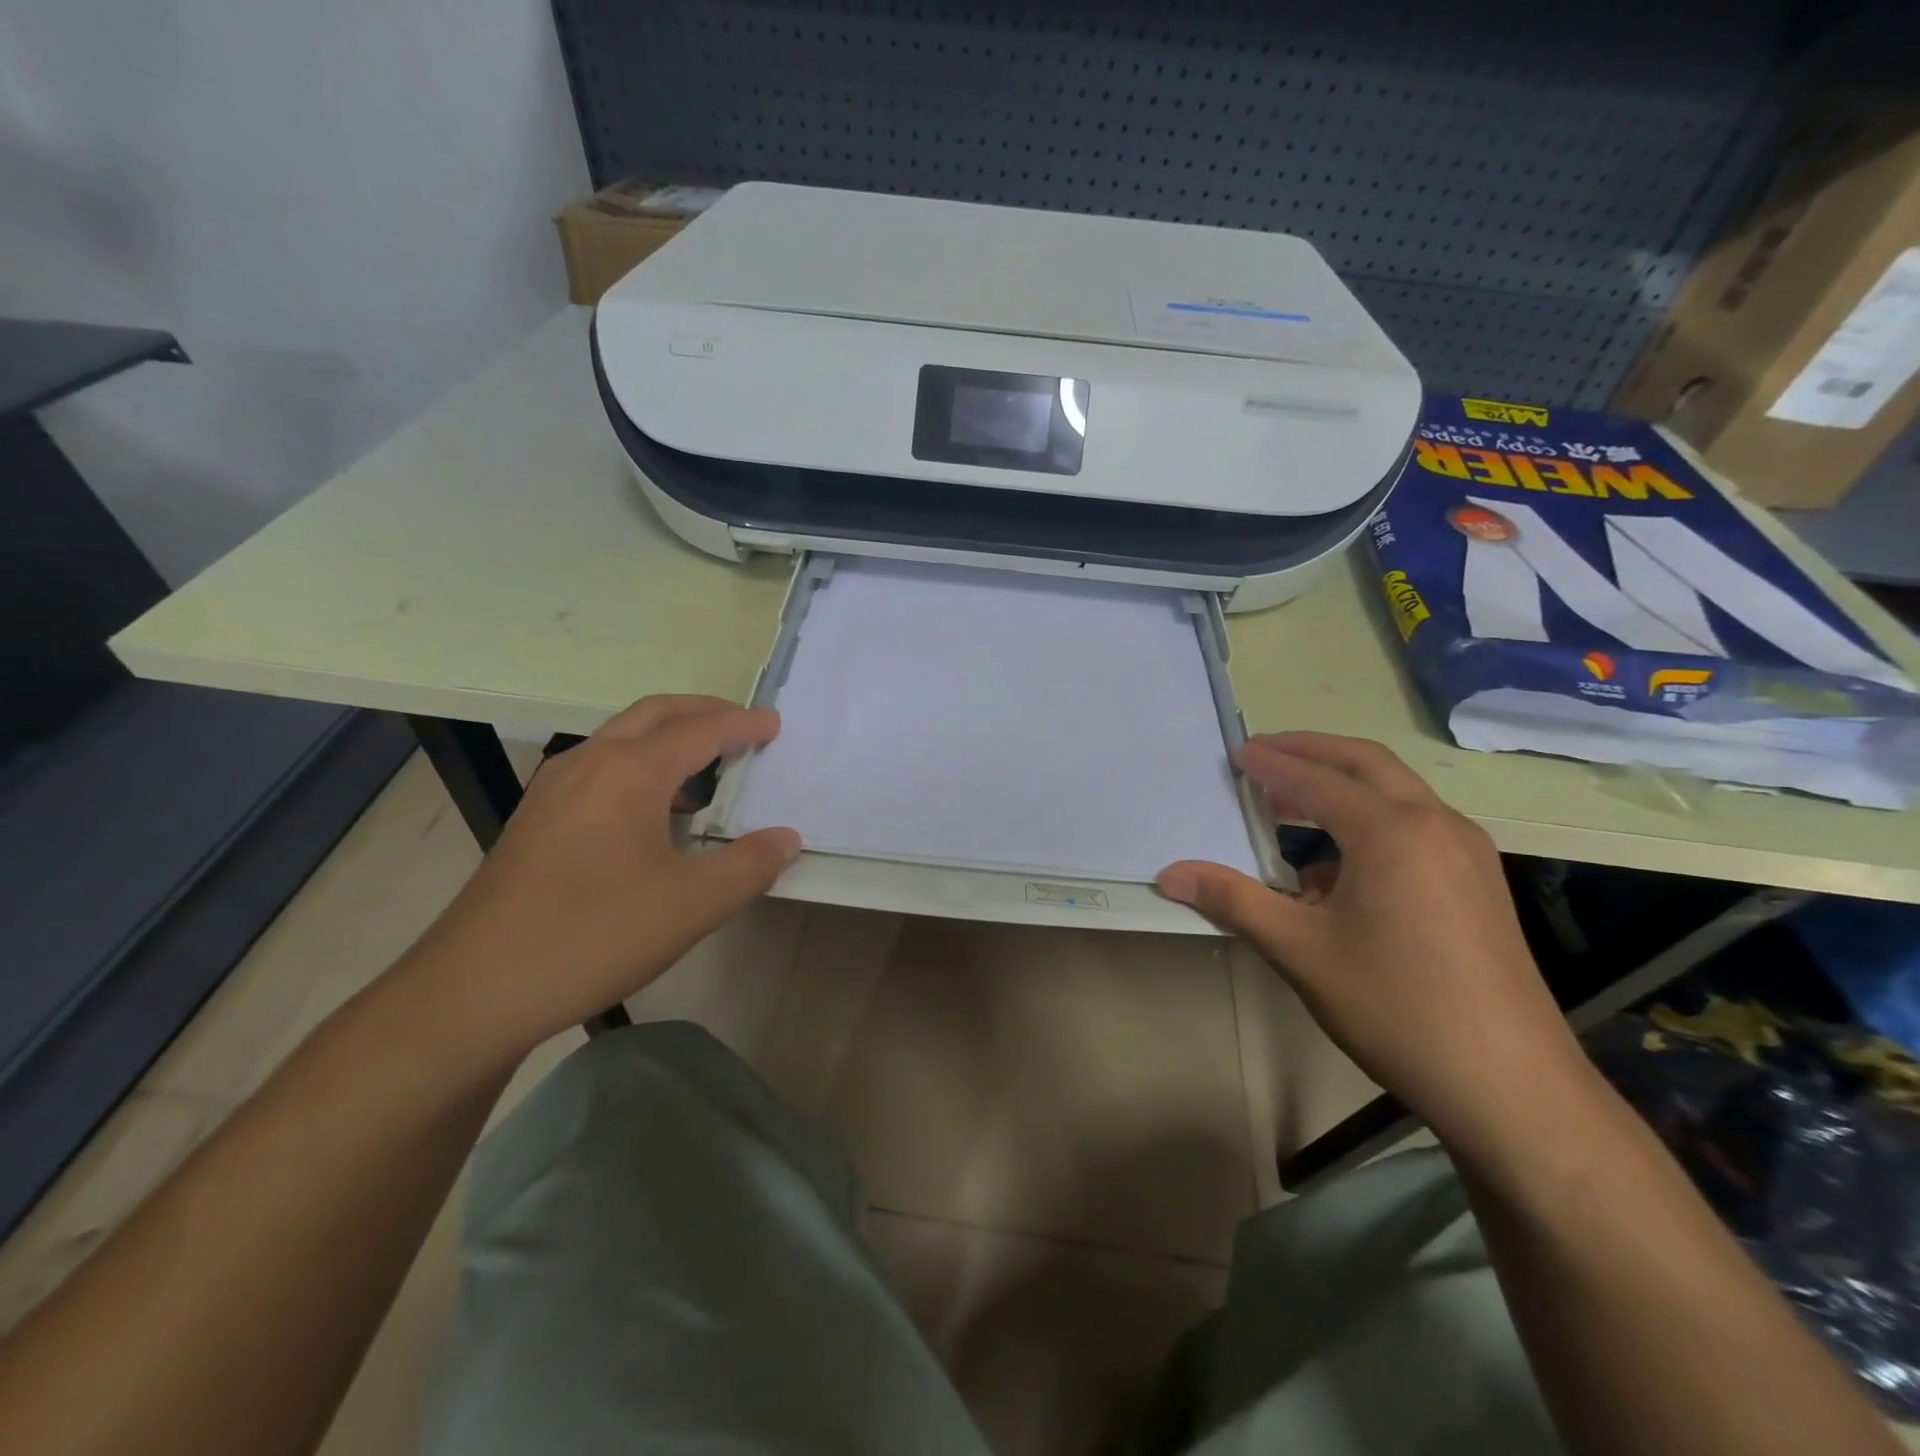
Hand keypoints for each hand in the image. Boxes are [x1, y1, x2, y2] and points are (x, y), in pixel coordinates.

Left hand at [401, 696, 800, 1058]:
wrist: (474, 991)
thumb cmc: (593, 935)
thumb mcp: (692, 905)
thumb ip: (749, 865)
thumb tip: (786, 838)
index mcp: (629, 771)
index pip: (700, 730)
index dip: (742, 725)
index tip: (775, 724)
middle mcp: (588, 763)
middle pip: (655, 714)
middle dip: (704, 712)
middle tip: (744, 726)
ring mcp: (553, 790)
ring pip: (621, 739)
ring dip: (668, 739)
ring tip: (706, 769)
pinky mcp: (536, 820)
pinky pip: (600, 769)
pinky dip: (639, 767)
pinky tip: (652, 813)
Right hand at [1158, 733, 1588, 1145]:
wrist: (1511, 1086)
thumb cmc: (1395, 1006)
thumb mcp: (1300, 951)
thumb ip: (1232, 901)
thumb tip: (1169, 875)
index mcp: (1392, 832)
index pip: (1317, 779)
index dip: (1272, 764)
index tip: (1235, 754)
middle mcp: (1436, 825)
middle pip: (1365, 763)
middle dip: (1310, 751)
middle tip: (1263, 753)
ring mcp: (1466, 852)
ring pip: (1396, 792)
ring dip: (1341, 785)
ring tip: (1290, 804)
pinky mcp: (1479, 881)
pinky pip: (1415, 826)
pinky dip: (1369, 821)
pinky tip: (1337, 868)